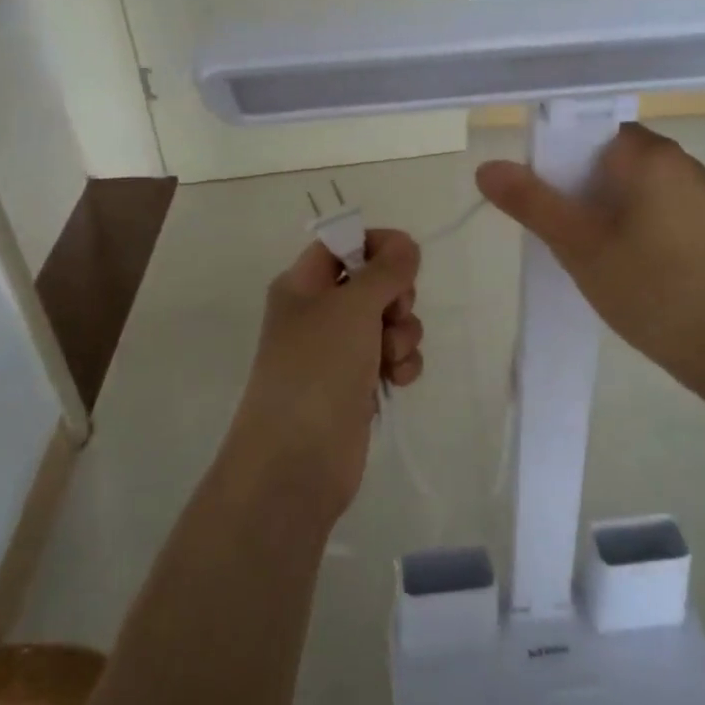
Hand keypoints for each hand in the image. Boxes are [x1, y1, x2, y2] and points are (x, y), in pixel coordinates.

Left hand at [221, 229, 423, 525]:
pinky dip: (401, 363)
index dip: (375, 245)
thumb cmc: (318, 369)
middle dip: (396, 296)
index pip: (341, 244)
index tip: (407, 258)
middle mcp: (318, 313)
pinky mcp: (357, 384)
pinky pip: (391, 356)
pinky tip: (398, 379)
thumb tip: (405, 243)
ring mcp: (338, 351)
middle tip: (393, 313)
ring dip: (402, 333)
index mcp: (302, 285)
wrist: (297, 461)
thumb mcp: (352, 307)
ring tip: (391, 357)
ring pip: (388, 321)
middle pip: (371, 282)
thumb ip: (385, 269)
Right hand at [475, 123, 704, 401]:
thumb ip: (531, 202)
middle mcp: (685, 166)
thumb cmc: (651, 289)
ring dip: (613, 214)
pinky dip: (643, 232)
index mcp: (652, 156)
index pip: (592, 134)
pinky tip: (636, 273)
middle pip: (616, 163)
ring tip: (595, 258)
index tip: (546, 200)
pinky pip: (667, 216)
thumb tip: (487, 166)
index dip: (561, 161)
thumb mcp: (578, 246)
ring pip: (641, 192)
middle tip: (563, 235)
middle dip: (584, 192)